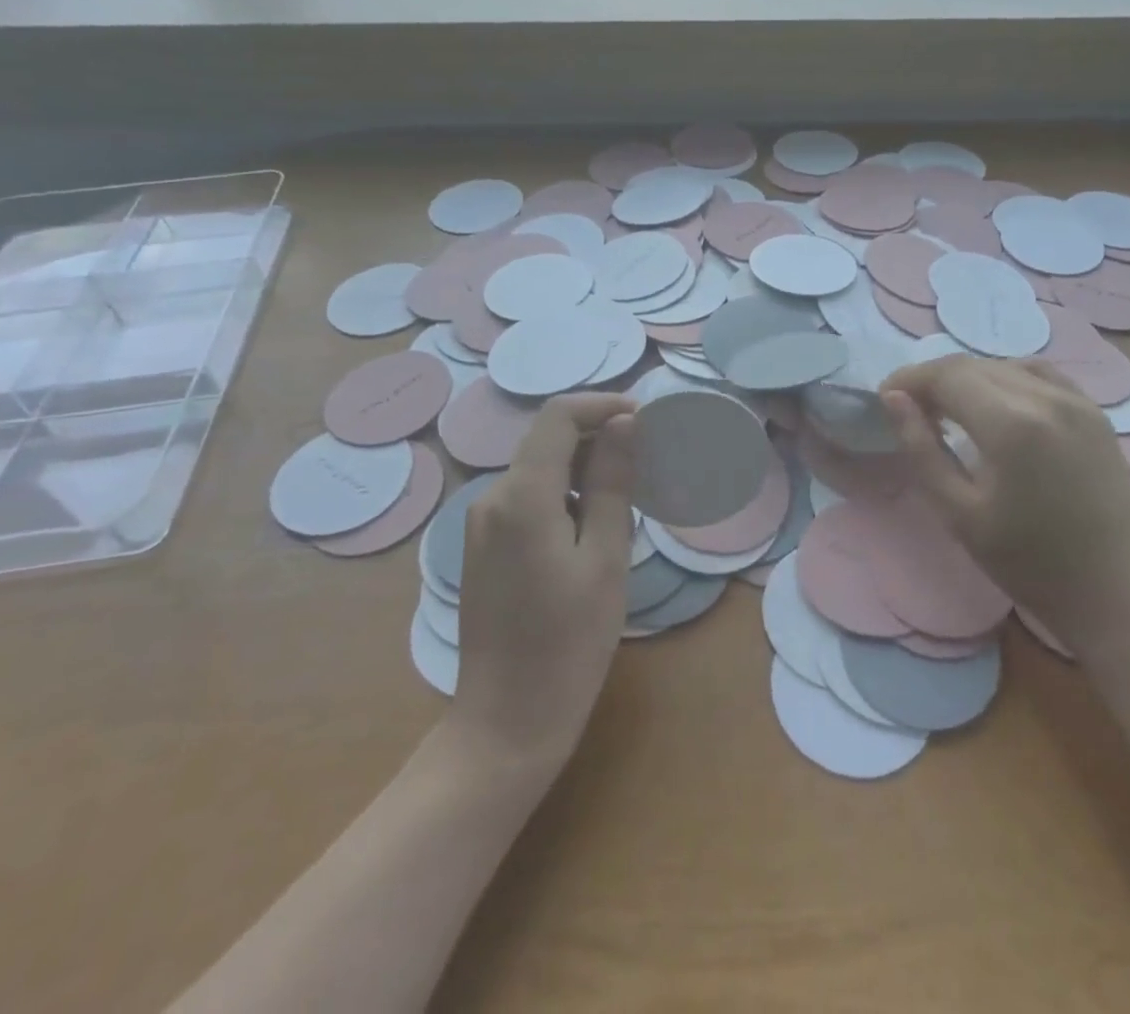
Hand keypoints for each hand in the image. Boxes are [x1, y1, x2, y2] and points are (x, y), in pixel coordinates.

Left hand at [451, 393, 637, 775]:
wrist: (506, 723)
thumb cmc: (569, 644)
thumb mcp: (606, 558)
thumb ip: (614, 481)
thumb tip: (625, 423)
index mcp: (521, 496)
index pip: (559, 416)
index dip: (603, 405)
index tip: (646, 420)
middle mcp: (492, 498)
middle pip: (548, 442)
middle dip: (599, 440)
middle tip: (649, 465)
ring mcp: (481, 524)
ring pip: (540, 471)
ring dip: (585, 472)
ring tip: (628, 502)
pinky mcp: (482, 548)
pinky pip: (527, 501)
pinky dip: (564, 498)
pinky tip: (593, 531)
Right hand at [880, 356, 1129, 650]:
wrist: (1116, 593)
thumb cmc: (1028, 562)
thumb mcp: (958, 513)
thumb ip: (921, 448)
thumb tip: (893, 399)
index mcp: (1011, 424)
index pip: (946, 375)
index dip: (909, 380)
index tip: (885, 398)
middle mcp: (1046, 398)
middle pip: (973, 365)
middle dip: (933, 379)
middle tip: (910, 408)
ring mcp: (1076, 401)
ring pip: (1003, 365)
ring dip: (968, 378)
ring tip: (949, 410)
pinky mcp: (1094, 411)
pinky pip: (1038, 374)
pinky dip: (1006, 378)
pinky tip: (996, 407)